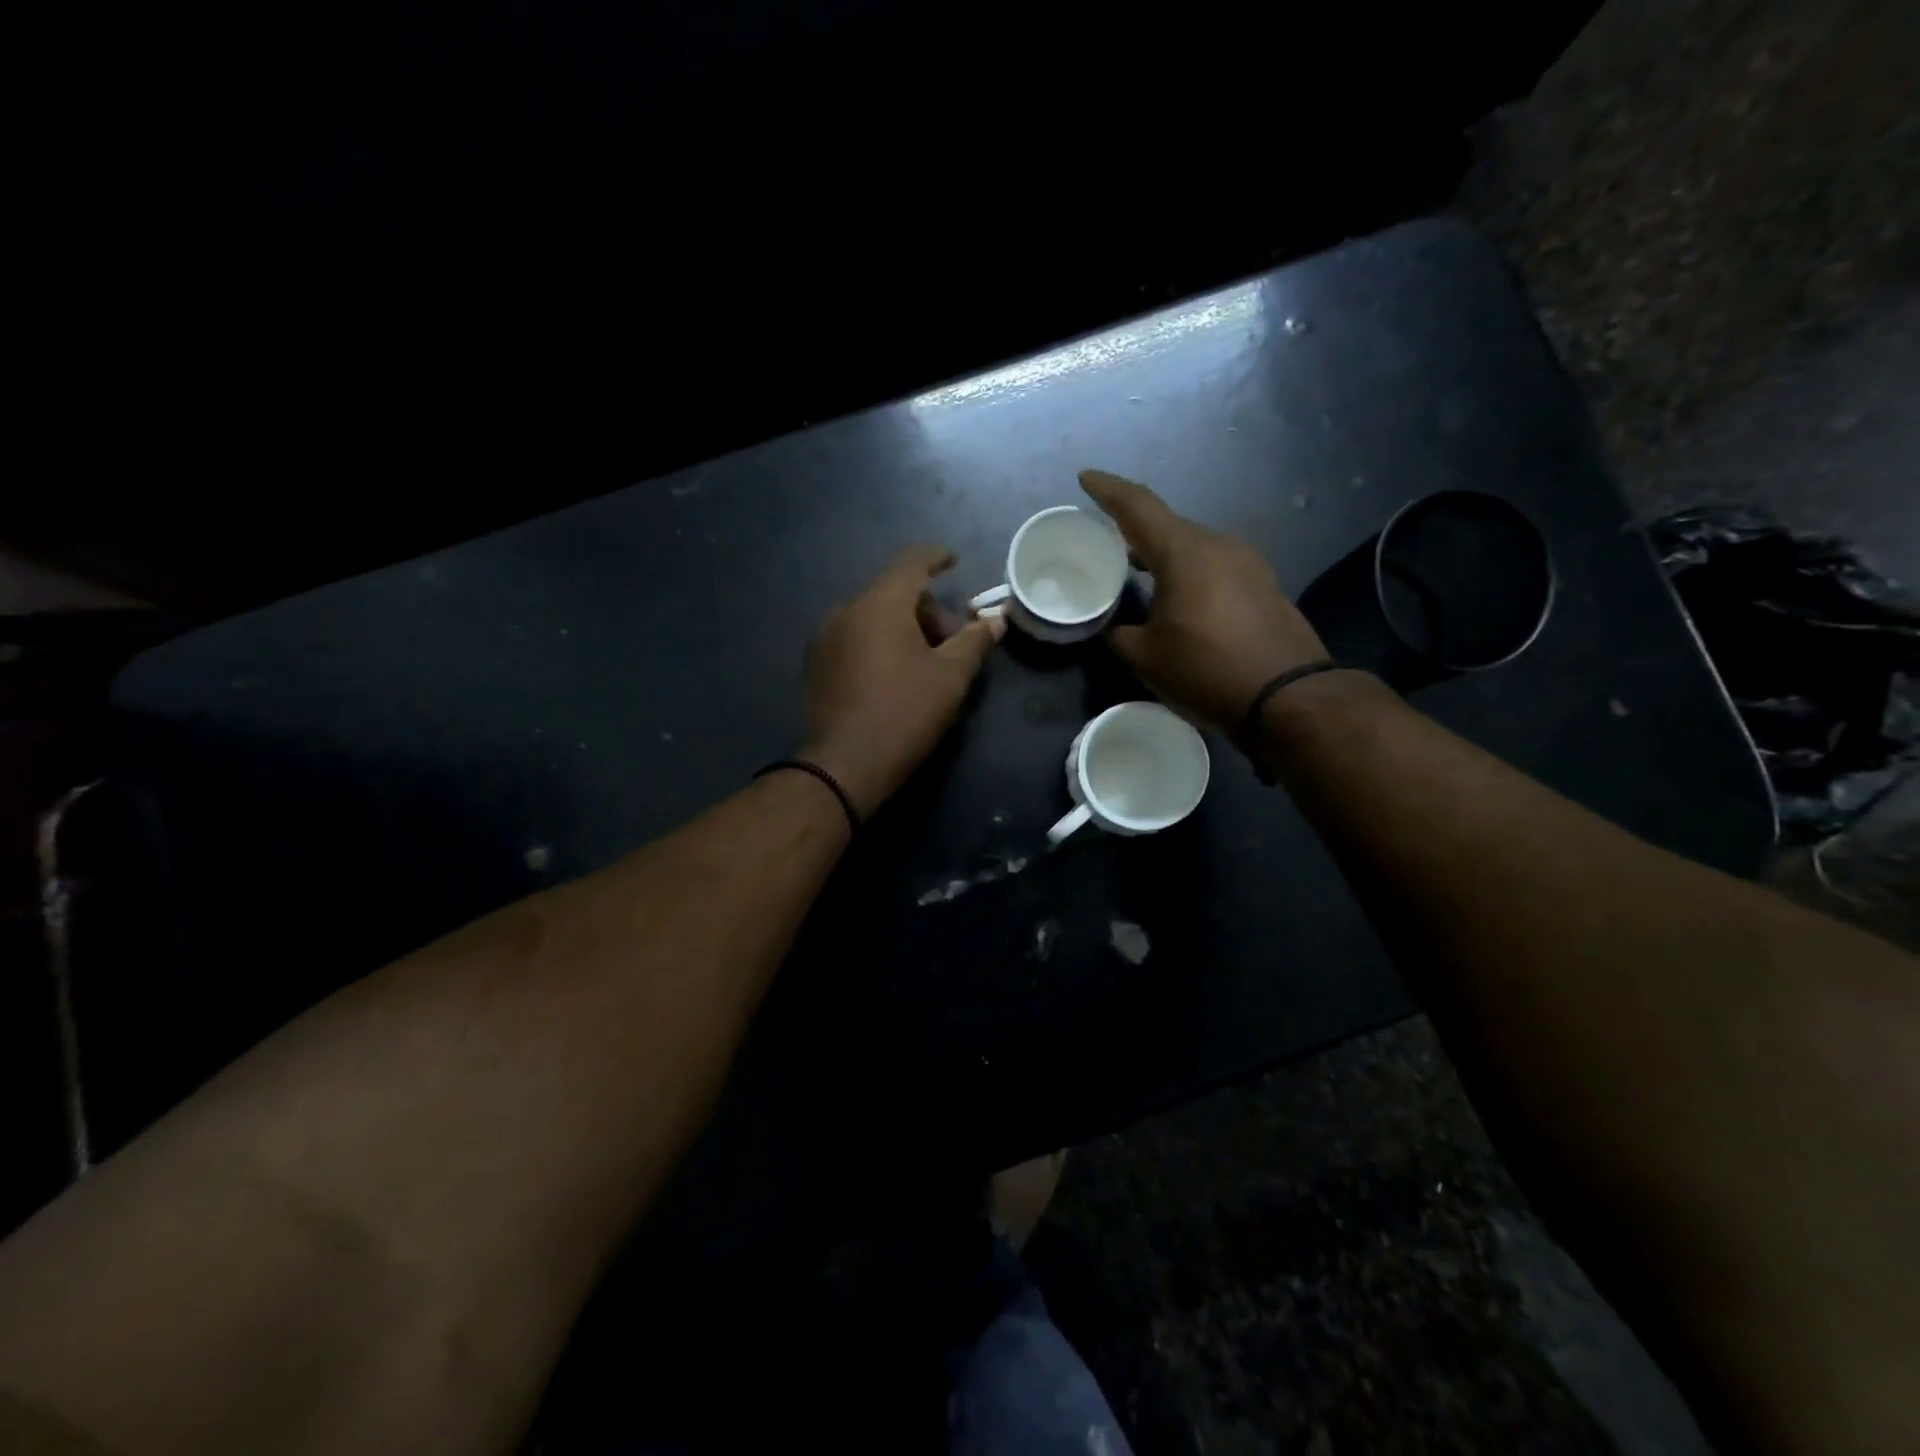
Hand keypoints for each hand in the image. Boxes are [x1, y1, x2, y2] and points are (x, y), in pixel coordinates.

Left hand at [801, 545, 1005, 816]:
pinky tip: (894, 675)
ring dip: (903, 628)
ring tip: (925, 663)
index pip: (912, 562)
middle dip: (927, 609)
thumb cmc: (906, 712)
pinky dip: (879, 643)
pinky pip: (855, 637)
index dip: (937, 557)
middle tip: (951, 642)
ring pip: (873, 616)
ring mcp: (825, 637)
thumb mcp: (951, 676)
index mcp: (880, 603)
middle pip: (893, 592)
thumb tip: (996, 619)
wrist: (846, 765)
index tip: (954, 561)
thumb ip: (975, 640)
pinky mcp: (817, 664)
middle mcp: (847, 610)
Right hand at [1079, 468, 1327, 735]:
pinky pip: (1214, 566)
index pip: (1138, 506)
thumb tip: (1114, 627)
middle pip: (1168, 525)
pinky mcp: (1263, 585)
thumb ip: (1119, 634)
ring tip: (1138, 570)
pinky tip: (1178, 596)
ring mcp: (1247, 563)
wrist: (1288, 697)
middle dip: (1135, 529)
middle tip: (1107, 540)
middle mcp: (1218, 545)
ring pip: (1193, 547)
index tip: (1085, 477)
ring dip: (1163, 554)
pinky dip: (1188, 572)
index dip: (1107, 489)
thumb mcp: (1145, 657)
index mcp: (1184, 552)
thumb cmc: (1206, 670)